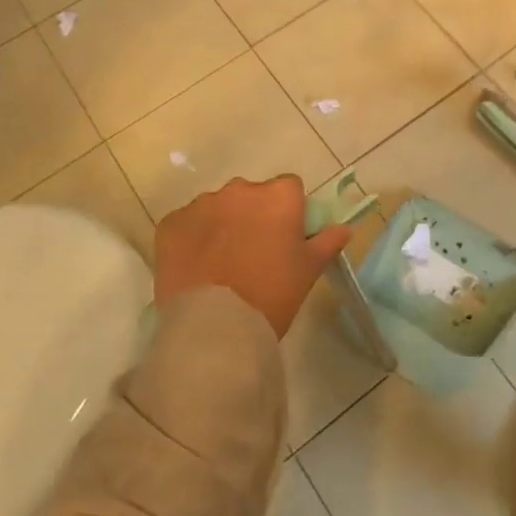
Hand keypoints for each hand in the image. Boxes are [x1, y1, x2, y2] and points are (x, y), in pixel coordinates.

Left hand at [152, 175, 351, 337]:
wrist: (215, 326)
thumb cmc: (271, 294)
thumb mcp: (308, 271)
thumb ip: (327, 242)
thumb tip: (345, 228)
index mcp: (278, 196)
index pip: (289, 189)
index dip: (288, 212)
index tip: (285, 239)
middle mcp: (240, 189)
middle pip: (251, 195)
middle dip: (253, 216)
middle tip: (253, 254)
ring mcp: (202, 204)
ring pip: (217, 207)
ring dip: (222, 225)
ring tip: (221, 263)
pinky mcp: (171, 224)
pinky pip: (187, 224)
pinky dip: (192, 239)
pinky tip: (197, 267)